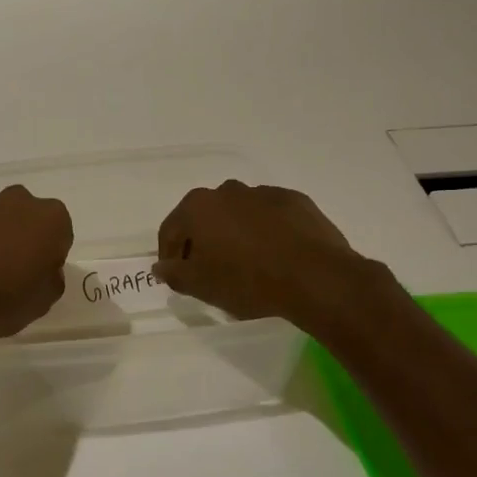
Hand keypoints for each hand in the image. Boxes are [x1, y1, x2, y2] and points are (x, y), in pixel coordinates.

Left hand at [0, 186, 71, 346]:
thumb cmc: (3, 302)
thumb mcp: (43, 302)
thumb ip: (51, 278)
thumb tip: (43, 269)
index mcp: (49, 220)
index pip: (58, 232)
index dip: (48, 253)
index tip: (35, 274)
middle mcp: (17, 201)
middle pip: (24, 215)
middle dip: (19, 235)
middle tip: (8, 269)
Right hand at [155, 181, 368, 327]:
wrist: (315, 277)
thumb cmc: (247, 280)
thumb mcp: (201, 286)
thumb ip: (174, 274)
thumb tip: (161, 267)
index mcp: (198, 207)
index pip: (171, 229)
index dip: (169, 254)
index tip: (175, 276)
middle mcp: (227, 191)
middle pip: (204, 217)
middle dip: (201, 241)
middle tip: (208, 270)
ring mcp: (264, 193)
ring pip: (238, 214)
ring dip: (234, 233)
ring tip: (245, 264)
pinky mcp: (295, 201)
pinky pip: (269, 216)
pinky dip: (265, 231)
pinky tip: (274, 255)